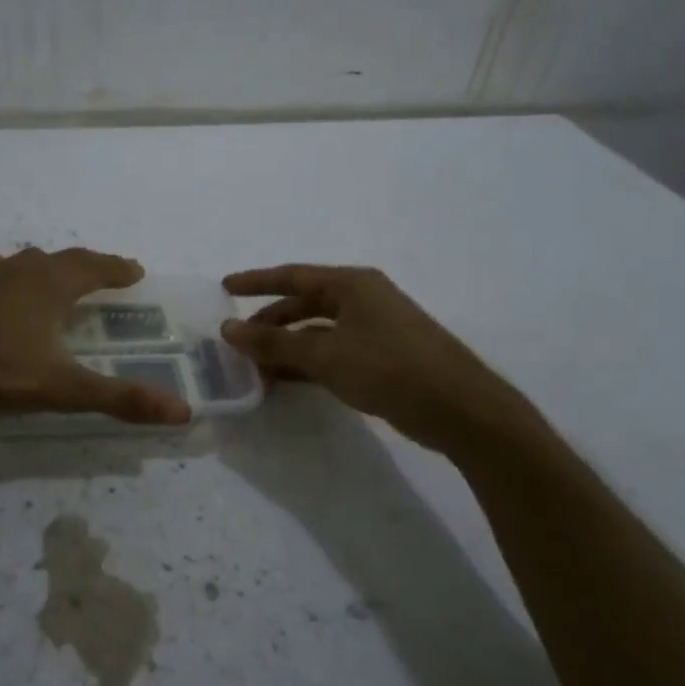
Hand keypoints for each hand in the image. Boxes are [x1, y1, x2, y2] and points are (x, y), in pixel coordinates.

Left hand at [0, 247, 192, 424]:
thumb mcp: (63, 389)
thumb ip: (120, 398)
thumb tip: (181, 412)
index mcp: (51, 285)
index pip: (94, 267)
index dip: (117, 268)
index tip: (135, 270)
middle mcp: (21, 268)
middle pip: (63, 259)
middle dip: (88, 265)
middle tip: (104, 273)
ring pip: (25, 260)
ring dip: (47, 267)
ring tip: (55, 278)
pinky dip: (5, 274)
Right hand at [221, 264, 536, 455]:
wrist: (460, 409)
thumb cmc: (390, 369)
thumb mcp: (325, 355)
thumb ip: (274, 343)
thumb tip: (228, 330)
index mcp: (352, 284)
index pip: (292, 276)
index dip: (256, 281)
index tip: (224, 288)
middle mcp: (363, 299)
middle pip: (304, 304)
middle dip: (269, 323)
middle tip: (238, 343)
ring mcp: (375, 329)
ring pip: (317, 332)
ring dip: (286, 348)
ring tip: (255, 368)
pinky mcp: (382, 357)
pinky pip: (332, 353)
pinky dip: (307, 364)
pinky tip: (286, 381)